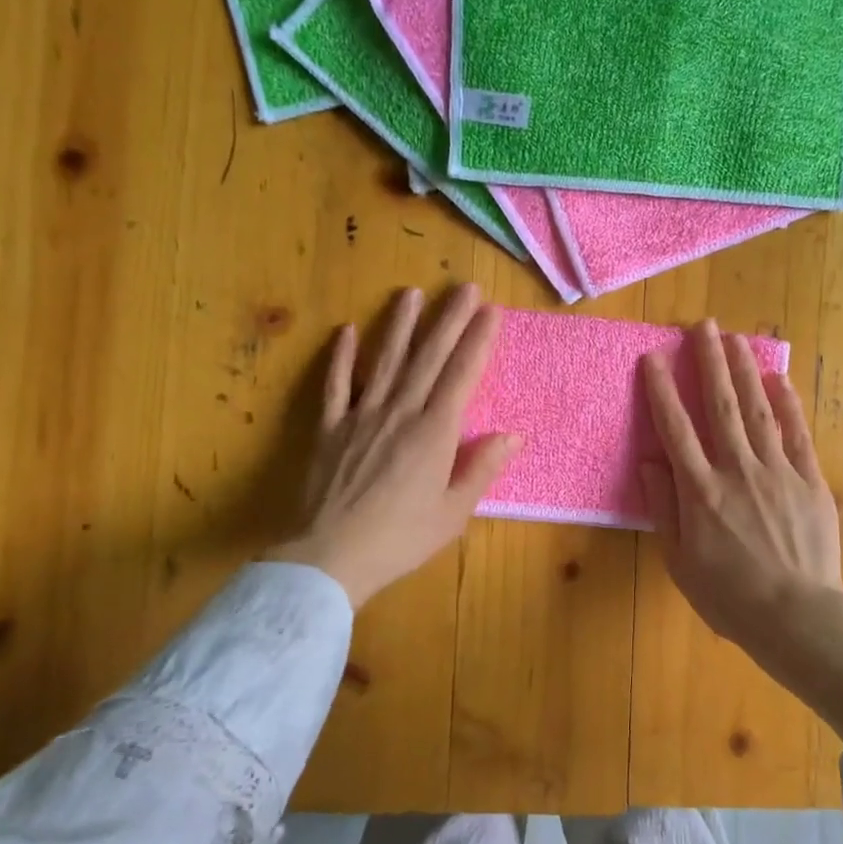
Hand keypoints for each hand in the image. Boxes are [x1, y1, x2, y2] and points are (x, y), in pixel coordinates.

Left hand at [266, 285, 516, 608]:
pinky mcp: (330, 427)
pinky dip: (342, 357)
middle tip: (464, 287)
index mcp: (435, 434)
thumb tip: (512, 435)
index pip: (462, 376)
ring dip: (400, 325)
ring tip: (411, 293)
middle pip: (429, 358)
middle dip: (449, 319)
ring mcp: (361, 415)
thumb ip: (481, 469)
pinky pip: (336, 384)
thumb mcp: (453, 513)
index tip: (490, 311)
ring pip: (386, 361)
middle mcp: (400, 413)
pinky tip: (348, 330)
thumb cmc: (400, 539)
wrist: (330, 556)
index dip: (477, 341)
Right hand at [640, 321, 842, 737]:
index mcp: (701, 491)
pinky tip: (779, 379)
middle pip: (719, 406)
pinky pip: (796, 434)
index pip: (675, 428)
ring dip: (744, 371)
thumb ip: (664, 507)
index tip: (653, 356)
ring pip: (757, 410)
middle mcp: (737, 470)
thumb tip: (651, 460)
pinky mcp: (810, 481)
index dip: (662, 390)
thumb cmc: (729, 597)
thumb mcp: (679, 561)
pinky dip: (788, 404)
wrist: (797, 617)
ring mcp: (778, 472)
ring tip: (736, 338)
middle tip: (703, 325)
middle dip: (709, 362)